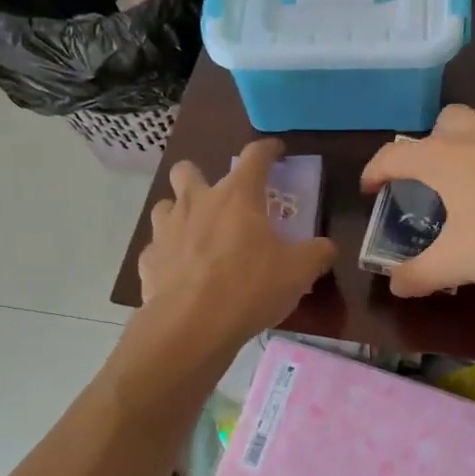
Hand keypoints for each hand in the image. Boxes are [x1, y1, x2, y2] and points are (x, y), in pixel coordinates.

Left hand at [136, 139, 336, 351]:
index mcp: (237, 197)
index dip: (267, 149)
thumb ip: (317, 253)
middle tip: (219, 199)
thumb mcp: (299, 272)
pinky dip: (168, 255)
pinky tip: (181, 272)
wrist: (192, 325)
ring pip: (165, 205)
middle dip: (200, 176)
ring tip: (196, 234)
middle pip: (188, 170)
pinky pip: (156, 248)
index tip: (275, 150)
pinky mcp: (148, 260)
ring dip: (179, 213)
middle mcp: (197, 203)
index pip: (254, 156)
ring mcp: (166, 230)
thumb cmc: (250, 288)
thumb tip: (326, 247)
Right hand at [360, 105, 474, 297]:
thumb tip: (395, 285)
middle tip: (436, 180)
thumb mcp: (455, 264)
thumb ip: (418, 275)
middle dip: (429, 148)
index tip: (371, 189)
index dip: (375, 172)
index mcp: (440, 157)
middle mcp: (472, 130)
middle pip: (438, 126)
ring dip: (471, 139)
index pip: (392, 156)